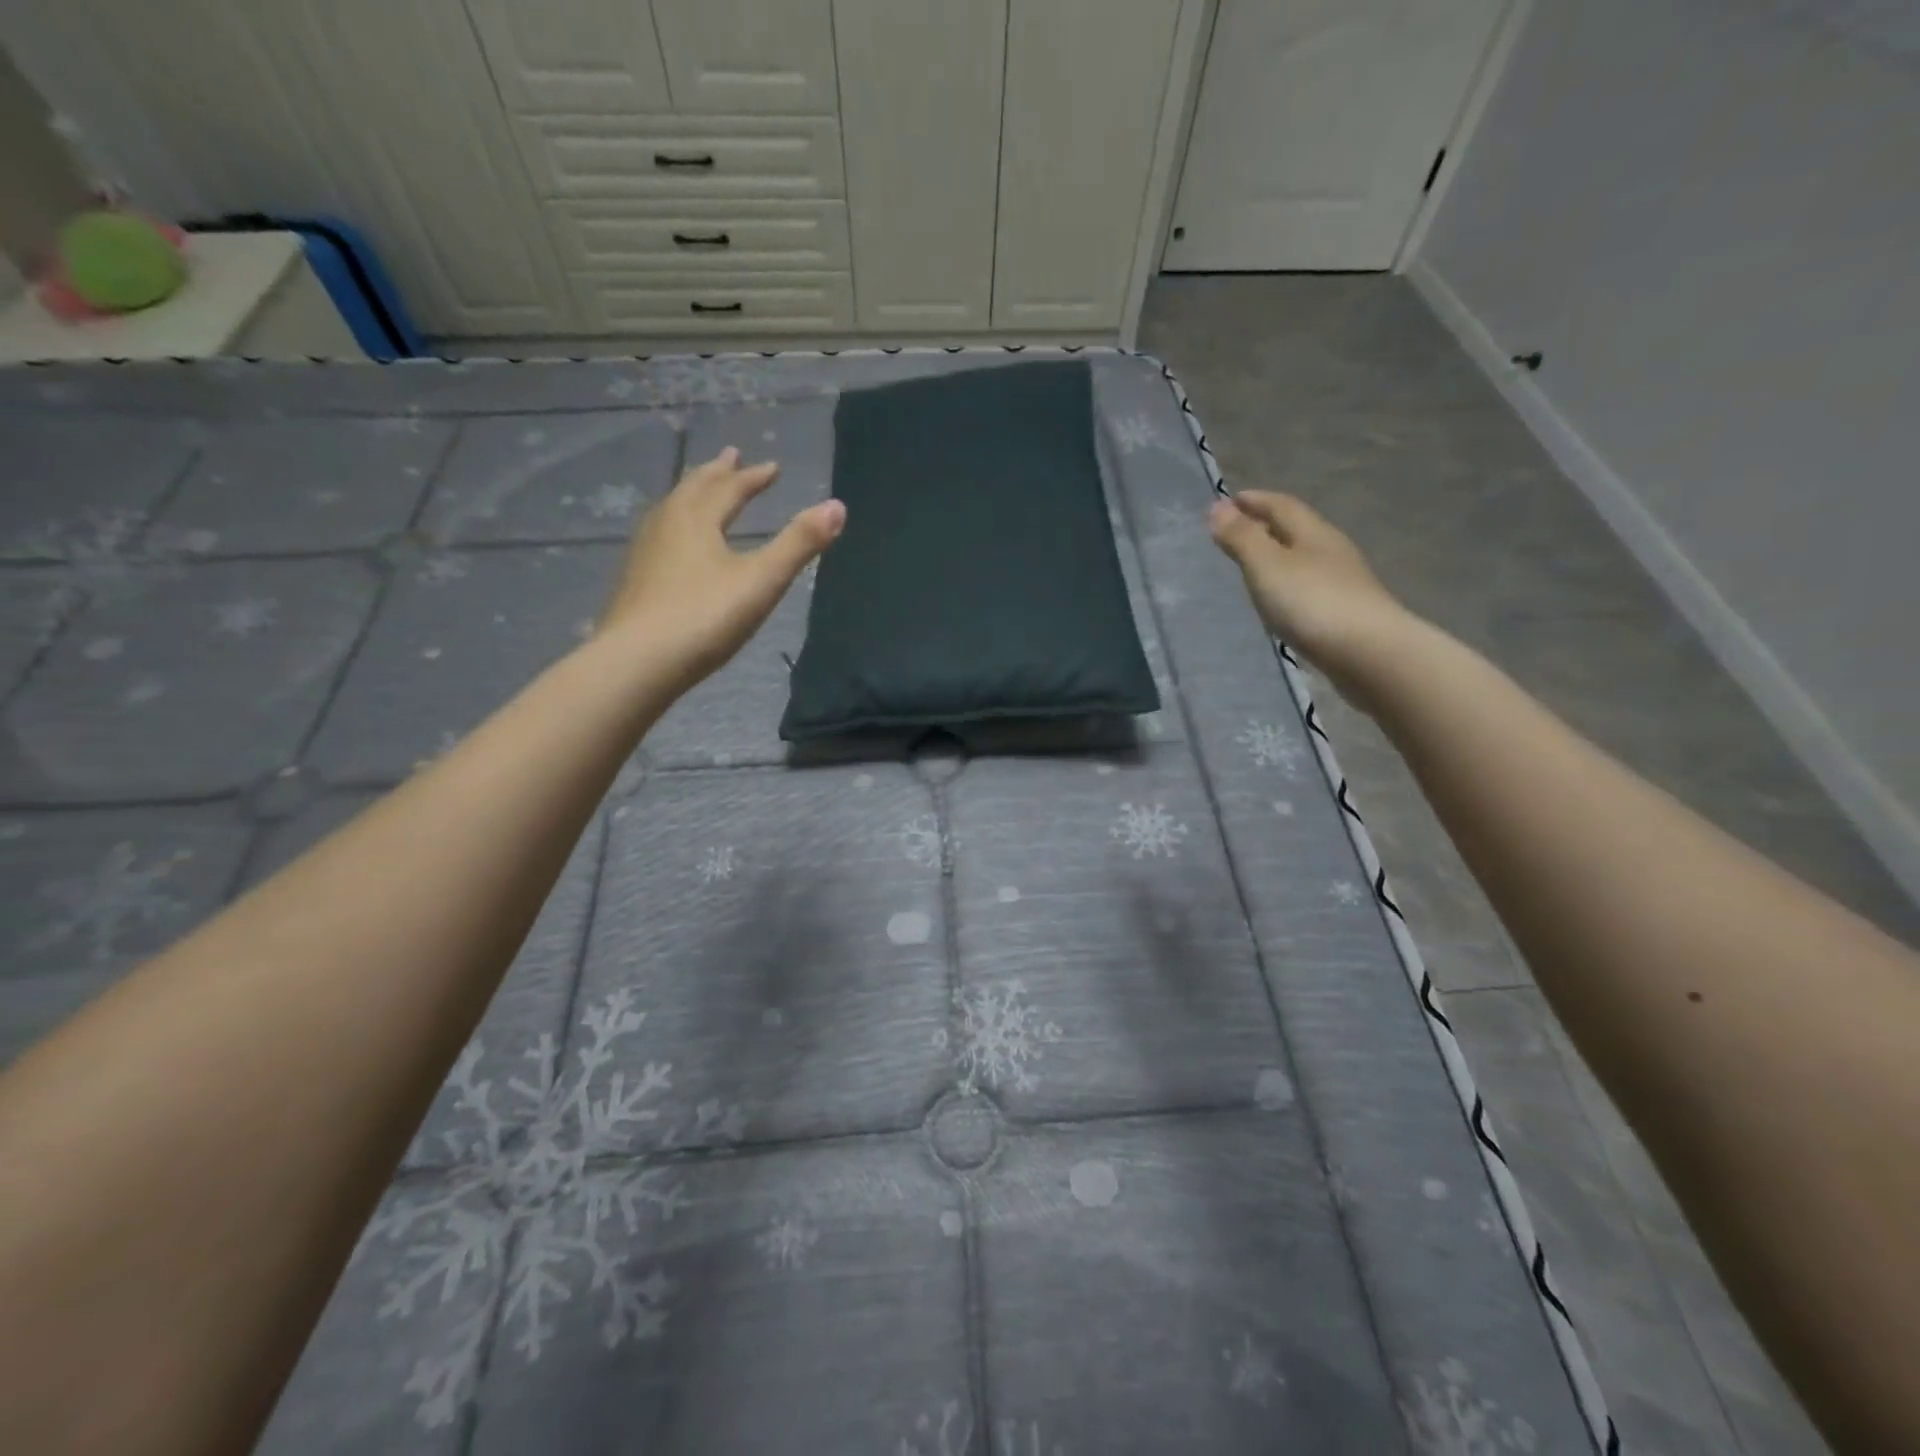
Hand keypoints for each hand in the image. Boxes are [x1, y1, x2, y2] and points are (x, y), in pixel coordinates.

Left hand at [599, 447, 844, 691]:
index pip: (729, 488)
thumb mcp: (762, 580)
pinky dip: (676, 525)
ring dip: (692, 495)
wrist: (638, 662)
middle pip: (694, 489)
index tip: (772, 467)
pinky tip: (675, 546)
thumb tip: (837, 506)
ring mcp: (644, 553)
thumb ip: (799, 543)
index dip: (754, 477)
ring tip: (700, 491)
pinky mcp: (634, 582)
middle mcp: (666, 525)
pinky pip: (659, 536)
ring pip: (671, 510)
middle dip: (717, 474)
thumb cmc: (706, 617)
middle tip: (730, 457)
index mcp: (697, 518)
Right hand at [1209, 491, 1411, 691]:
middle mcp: (1331, 550)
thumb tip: (1217, 506)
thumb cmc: (1311, 603)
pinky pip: (1310, 585)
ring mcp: (1342, 582)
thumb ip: (1242, 538)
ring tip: (1255, 564)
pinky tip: (1281, 598)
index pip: (1281, 506)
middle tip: (1238, 528)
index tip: (1229, 499)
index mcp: (1313, 533)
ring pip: (1304, 557)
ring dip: (1279, 554)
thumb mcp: (1267, 566)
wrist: (1368, 654)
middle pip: (1296, 529)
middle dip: (1267, 524)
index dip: (1255, 500)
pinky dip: (1290, 582)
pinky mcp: (1345, 611)